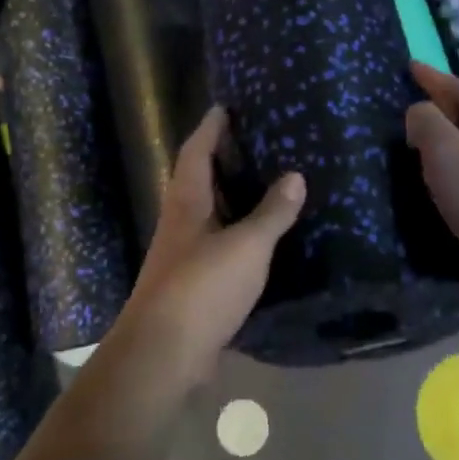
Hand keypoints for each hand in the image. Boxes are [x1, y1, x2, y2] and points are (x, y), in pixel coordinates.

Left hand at [120, 106, 304, 383]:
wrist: (164, 354)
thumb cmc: (202, 287)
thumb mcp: (246, 246)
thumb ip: (271, 212)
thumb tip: (295, 175)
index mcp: (187, 201)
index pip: (196, 150)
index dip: (211, 127)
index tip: (227, 105)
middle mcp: (180, 221)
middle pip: (199, 178)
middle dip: (224, 158)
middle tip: (259, 140)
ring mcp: (184, 254)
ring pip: (209, 212)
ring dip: (233, 196)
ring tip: (267, 182)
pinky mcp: (193, 283)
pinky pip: (219, 244)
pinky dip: (239, 233)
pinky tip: (263, 238)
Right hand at [406, 61, 458, 306]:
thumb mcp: (445, 148)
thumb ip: (425, 122)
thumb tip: (418, 115)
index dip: (434, 78)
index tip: (410, 67)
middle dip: (438, 115)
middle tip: (405, 112)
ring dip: (438, 151)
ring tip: (407, 151)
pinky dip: (441, 182)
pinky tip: (423, 191)